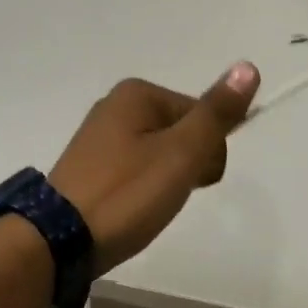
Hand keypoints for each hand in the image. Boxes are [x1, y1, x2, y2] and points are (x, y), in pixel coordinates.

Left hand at [48, 63, 260, 274]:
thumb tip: (248, 66)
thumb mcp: (180, 153)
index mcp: (137, 93)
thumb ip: (216, 113)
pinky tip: (131, 209)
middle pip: (181, 132)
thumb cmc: (126, 193)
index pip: (202, 115)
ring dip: (166, 181)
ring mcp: (99, 136)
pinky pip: (136, 169)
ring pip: (160, 153)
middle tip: (166, 196)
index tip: (192, 182)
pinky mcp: (91, 165)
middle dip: (187, 166)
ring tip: (147, 207)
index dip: (208, 152)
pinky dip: (143, 189)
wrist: (59, 242)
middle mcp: (116, 105)